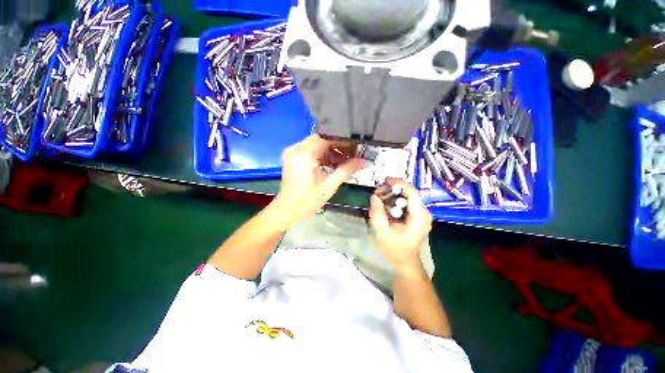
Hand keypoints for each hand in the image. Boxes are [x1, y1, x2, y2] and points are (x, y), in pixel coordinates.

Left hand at [274, 135, 363, 227]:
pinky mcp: (293, 158)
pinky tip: (334, 163)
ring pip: (316, 145)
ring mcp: (293, 153)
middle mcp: (295, 149)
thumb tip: (363, 161)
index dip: (342, 141)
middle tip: (353, 153)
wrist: (288, 210)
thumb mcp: (329, 186)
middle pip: (321, 140)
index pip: (326, 139)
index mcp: (303, 155)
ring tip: (346, 160)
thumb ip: (346, 170)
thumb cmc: (308, 201)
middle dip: (338, 146)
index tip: (355, 146)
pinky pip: (311, 151)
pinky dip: (323, 156)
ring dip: (331, 152)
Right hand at [369, 179, 431, 273]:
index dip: (399, 183)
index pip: (412, 193)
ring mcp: (423, 214)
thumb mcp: (381, 232)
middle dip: (394, 189)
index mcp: (419, 217)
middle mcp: (424, 213)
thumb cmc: (394, 249)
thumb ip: (377, 213)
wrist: (405, 261)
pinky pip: (408, 202)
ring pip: (408, 196)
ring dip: (394, 194)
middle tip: (378, 192)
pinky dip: (396, 200)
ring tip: (380, 197)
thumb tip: (374, 196)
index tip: (385, 181)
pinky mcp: (419, 215)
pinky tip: (387, 204)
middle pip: (410, 193)